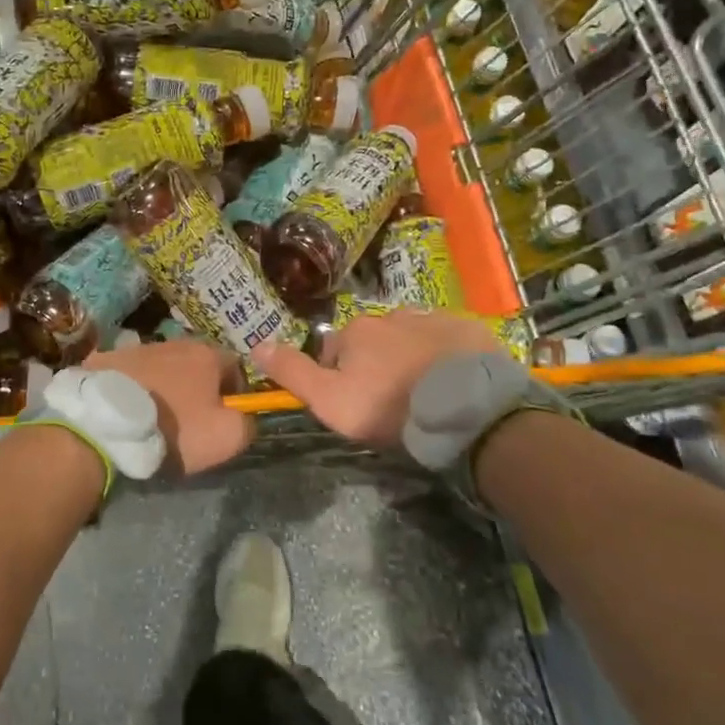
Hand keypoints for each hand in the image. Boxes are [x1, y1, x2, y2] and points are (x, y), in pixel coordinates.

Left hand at [84, 339, 252, 474]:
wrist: (105, 425)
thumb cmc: (173, 429)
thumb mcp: (226, 437)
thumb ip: (247, 423)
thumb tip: (245, 417)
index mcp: (206, 355)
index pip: (235, 366)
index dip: (235, 392)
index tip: (224, 417)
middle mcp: (174, 342)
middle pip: (196, 363)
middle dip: (198, 387)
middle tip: (189, 420)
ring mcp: (136, 348)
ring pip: (161, 366)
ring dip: (164, 386)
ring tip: (152, 417)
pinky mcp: (105, 359)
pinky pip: (128, 373)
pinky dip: (131, 387)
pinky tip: (124, 410)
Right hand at [251, 309, 500, 447]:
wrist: (468, 409)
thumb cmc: (390, 407)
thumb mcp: (330, 401)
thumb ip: (293, 373)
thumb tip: (257, 343)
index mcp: (356, 332)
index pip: (334, 352)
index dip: (340, 379)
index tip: (357, 406)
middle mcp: (390, 315)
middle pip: (373, 342)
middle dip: (377, 365)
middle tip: (393, 402)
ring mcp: (432, 318)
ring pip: (410, 338)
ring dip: (410, 357)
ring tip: (426, 393)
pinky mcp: (467, 328)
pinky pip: (447, 339)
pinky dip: (445, 355)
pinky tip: (454, 381)